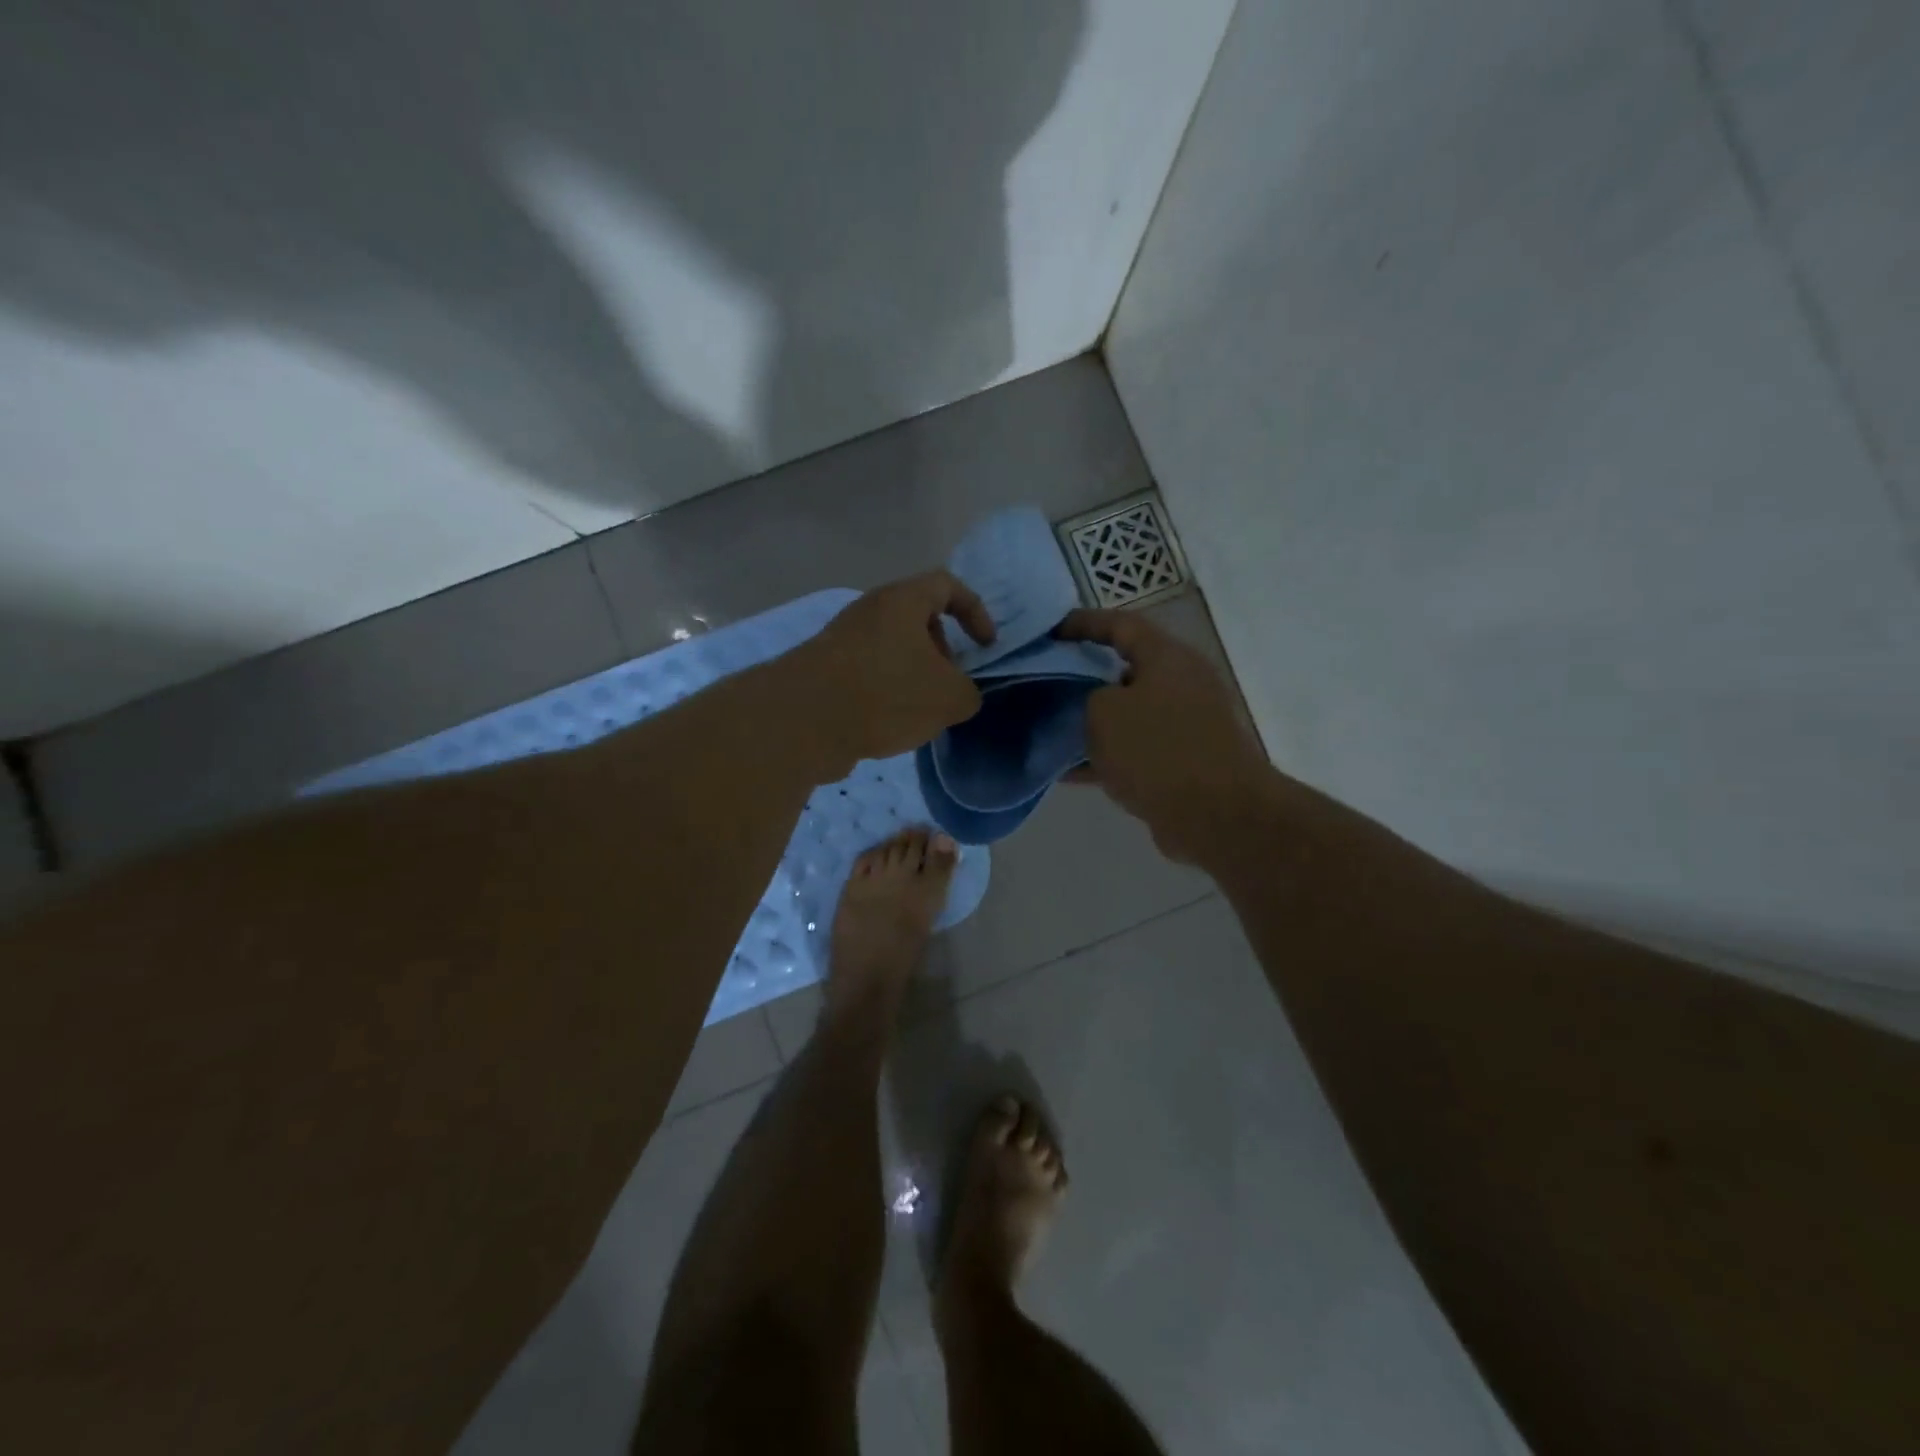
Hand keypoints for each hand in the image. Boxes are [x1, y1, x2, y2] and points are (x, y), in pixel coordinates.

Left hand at [785, 570, 996, 772]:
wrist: (802, 721)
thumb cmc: (885, 694)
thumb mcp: (949, 698)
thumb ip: (968, 693)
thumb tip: (960, 694)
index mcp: (901, 601)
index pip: (947, 585)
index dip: (975, 611)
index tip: (986, 646)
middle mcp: (869, 611)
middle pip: (917, 619)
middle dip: (941, 650)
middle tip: (948, 683)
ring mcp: (841, 640)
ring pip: (891, 649)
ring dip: (913, 676)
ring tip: (920, 712)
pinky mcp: (823, 671)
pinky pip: (867, 673)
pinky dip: (884, 693)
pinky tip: (887, 726)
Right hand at [1055, 608, 1270, 862]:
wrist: (1215, 814)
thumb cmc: (1157, 750)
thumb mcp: (1104, 712)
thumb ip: (1088, 697)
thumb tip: (1097, 706)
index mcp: (1167, 657)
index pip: (1120, 624)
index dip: (1082, 623)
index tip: (1049, 633)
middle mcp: (1181, 683)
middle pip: (1124, 669)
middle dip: (1082, 675)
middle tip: (1045, 681)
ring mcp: (1185, 724)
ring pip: (1127, 714)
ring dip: (1091, 721)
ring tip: (1049, 728)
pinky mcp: (1182, 762)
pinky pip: (1134, 750)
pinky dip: (1104, 757)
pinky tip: (1066, 771)